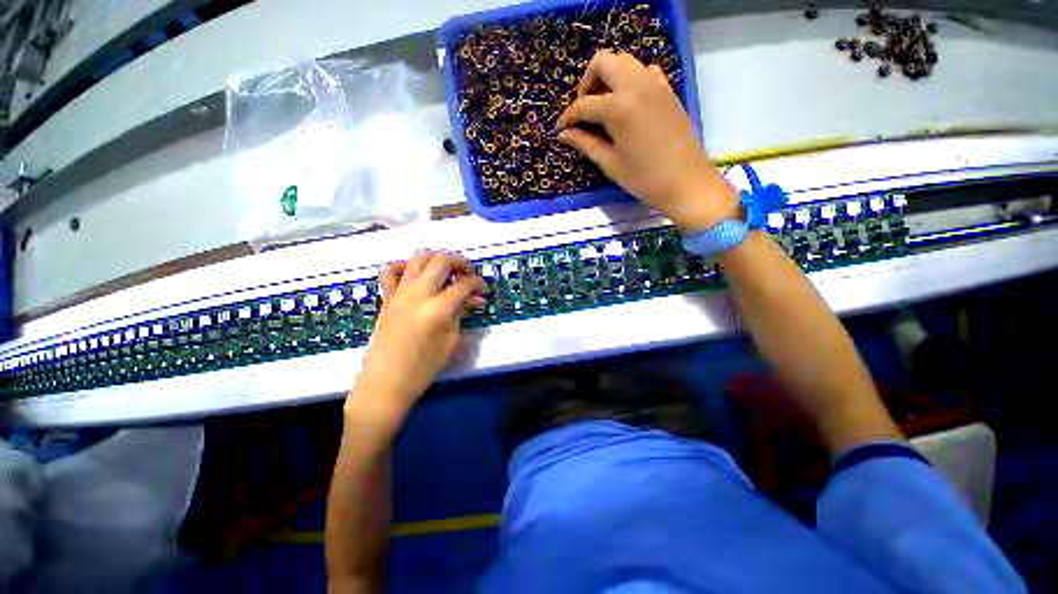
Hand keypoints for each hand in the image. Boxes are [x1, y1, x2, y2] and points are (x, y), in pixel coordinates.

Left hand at [349, 251, 485, 422]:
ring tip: (447, 270)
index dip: (477, 284)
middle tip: (468, 274)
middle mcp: (417, 295)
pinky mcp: (387, 298)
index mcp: (437, 310)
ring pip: (418, 258)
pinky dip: (405, 265)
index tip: (483, 290)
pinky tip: (416, 273)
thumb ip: (462, 313)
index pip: (463, 285)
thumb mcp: (450, 341)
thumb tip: (476, 298)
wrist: (385, 382)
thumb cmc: (423, 367)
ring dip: (437, 258)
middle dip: (460, 262)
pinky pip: (391, 271)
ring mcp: (399, 293)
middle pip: (441, 261)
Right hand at [556, 50, 738, 230]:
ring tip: (604, 106)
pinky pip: (646, 71)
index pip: (584, 104)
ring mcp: (655, 84)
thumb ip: (585, 143)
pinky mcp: (668, 91)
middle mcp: (636, 86)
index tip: (560, 130)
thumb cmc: (644, 178)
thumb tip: (563, 134)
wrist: (685, 181)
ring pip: (625, 61)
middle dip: (587, 82)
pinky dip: (632, 80)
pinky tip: (628, 104)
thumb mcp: (610, 163)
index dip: (568, 117)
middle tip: (584, 110)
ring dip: (609, 77)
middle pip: (604, 62)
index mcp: (619, 107)